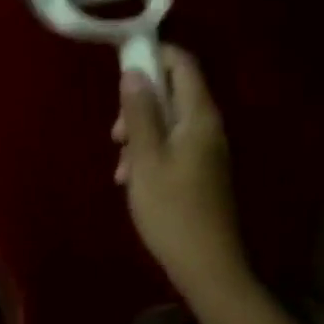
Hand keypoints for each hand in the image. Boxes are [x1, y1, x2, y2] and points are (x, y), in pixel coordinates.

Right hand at [112, 46, 256, 313]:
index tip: (122, 67)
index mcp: (199, 116)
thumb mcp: (145, 157)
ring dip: (139, 133)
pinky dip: (149, 154)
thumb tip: (135, 70)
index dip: (154, 56)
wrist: (208, 267)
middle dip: (138, 104)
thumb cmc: (172, 209)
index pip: (183, 63)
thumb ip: (140, 111)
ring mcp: (206, 149)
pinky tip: (131, 180)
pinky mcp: (200, 170)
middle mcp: (208, 126)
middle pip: (172, 92)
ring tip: (120, 165)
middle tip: (115, 132)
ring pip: (167, 121)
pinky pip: (172, 145)